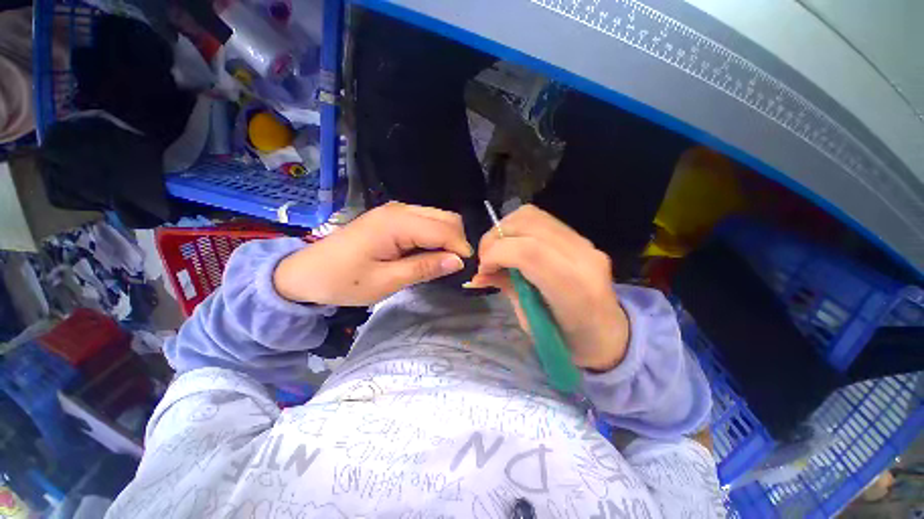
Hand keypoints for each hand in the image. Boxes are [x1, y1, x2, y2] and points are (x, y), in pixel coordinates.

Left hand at [274, 202, 472, 305]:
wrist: (305, 272)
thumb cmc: (343, 280)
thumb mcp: (386, 281)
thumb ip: (424, 268)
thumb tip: (458, 261)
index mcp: (397, 223)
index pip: (444, 229)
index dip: (460, 249)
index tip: (466, 270)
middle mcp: (400, 210)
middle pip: (446, 218)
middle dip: (457, 241)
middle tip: (455, 268)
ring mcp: (396, 211)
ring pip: (439, 218)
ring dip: (448, 239)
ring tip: (445, 263)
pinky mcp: (393, 217)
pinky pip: (426, 222)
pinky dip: (436, 236)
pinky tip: (430, 253)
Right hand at [467, 205, 629, 370]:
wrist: (609, 334)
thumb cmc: (569, 341)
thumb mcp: (530, 322)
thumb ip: (506, 288)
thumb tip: (477, 274)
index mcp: (574, 289)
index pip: (529, 251)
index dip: (497, 252)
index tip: (483, 268)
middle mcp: (583, 258)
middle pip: (529, 224)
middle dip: (496, 237)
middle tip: (486, 258)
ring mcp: (585, 243)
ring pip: (533, 215)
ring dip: (505, 228)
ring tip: (497, 250)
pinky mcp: (580, 238)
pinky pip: (541, 220)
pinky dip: (518, 228)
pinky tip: (513, 245)